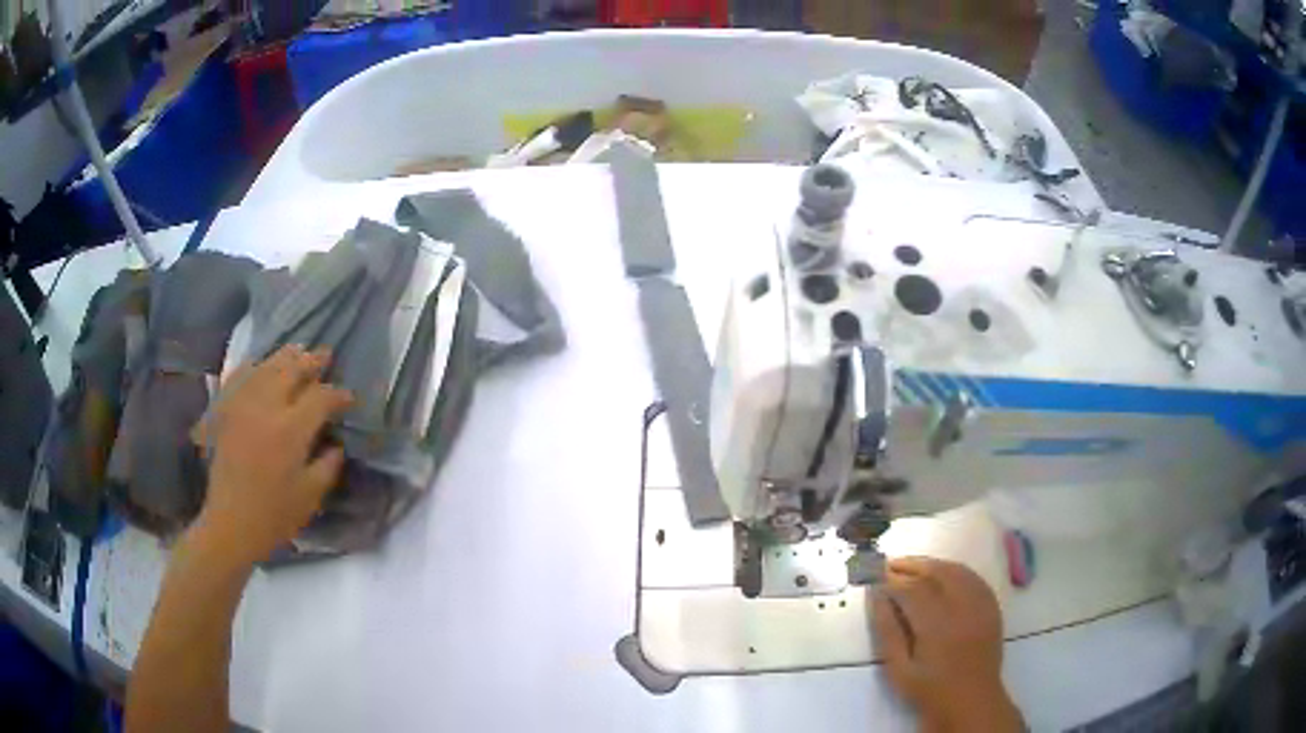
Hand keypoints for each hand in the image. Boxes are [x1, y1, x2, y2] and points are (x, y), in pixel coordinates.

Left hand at [192, 345, 353, 566]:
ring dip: (285, 358)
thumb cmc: (275, 515)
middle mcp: (266, 407)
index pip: (321, 397)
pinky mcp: (225, 410)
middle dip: (312, 361)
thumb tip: (335, 443)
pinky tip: (259, 366)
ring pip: (266, 366)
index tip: (349, 399)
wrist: (231, 523)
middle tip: (325, 356)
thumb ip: (328, 464)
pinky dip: (253, 366)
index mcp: (291, 430)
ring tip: (298, 353)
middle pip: (292, 369)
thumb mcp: (311, 495)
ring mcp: (242, 404)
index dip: (339, 395)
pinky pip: (239, 375)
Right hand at [871, 557, 1021, 732]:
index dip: (892, 579)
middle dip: (911, 565)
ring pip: (956, 571)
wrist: (971, 701)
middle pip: (936, 573)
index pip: (911, 589)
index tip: (874, 574)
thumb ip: (887, 631)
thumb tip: (876, 596)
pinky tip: (942, 575)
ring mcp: (981, 605)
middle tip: (889, 564)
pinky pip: (973, 578)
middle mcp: (962, 608)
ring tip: (912, 566)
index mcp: (936, 625)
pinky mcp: (991, 607)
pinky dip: (954, 571)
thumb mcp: (899, 669)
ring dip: (932, 564)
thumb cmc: (929, 690)